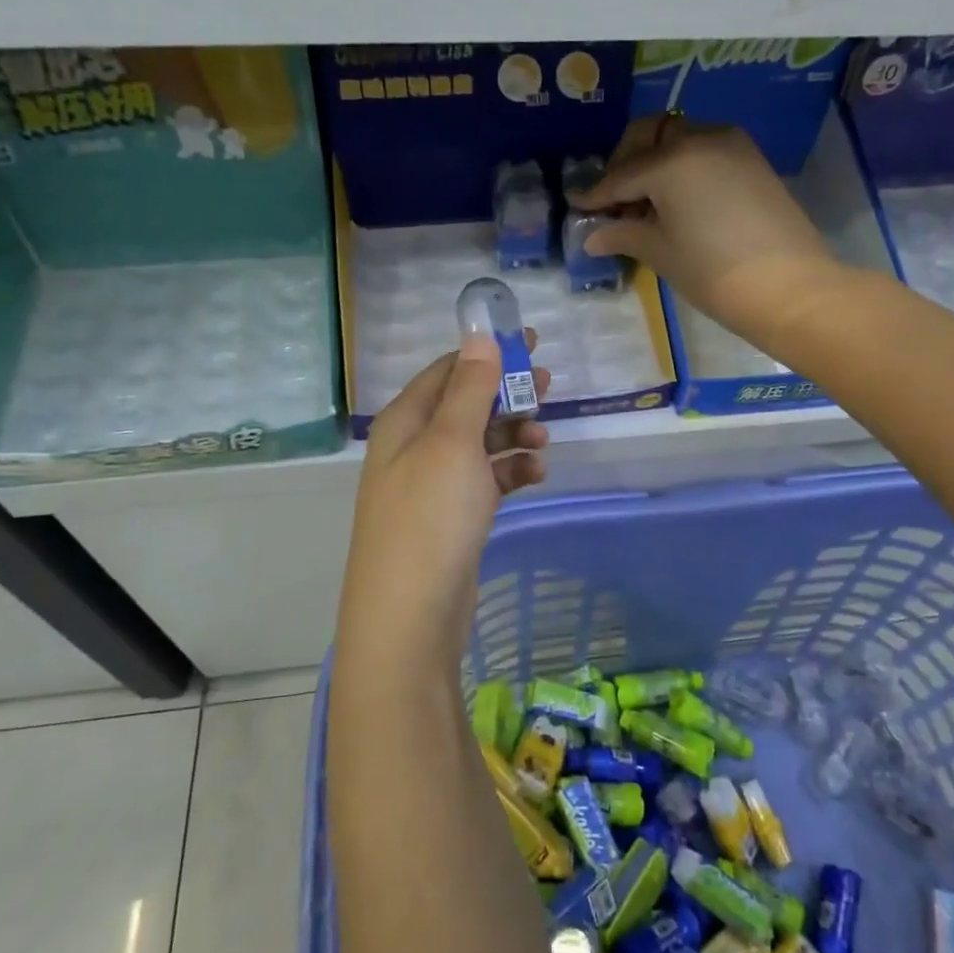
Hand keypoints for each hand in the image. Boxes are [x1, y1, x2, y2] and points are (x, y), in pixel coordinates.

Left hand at [336, 331, 550, 671]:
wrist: (410, 616)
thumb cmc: (430, 518)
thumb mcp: (452, 443)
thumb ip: (469, 388)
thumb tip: (479, 336)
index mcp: (405, 421)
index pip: (448, 370)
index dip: (488, 352)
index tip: (530, 341)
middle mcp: (413, 448)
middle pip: (465, 404)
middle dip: (507, 393)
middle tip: (549, 385)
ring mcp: (431, 486)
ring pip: (478, 444)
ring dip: (512, 434)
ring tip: (544, 439)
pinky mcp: (450, 518)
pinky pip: (484, 480)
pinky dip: (509, 472)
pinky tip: (534, 474)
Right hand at [575, 117, 849, 358]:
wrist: (790, 288)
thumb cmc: (714, 273)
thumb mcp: (661, 253)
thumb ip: (623, 234)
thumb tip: (592, 236)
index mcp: (671, 161)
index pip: (621, 175)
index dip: (596, 194)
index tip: (576, 203)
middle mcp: (700, 138)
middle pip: (650, 138)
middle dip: (625, 163)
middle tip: (614, 200)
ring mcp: (732, 145)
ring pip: (679, 140)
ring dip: (655, 163)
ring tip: (646, 205)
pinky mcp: (753, 160)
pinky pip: (705, 152)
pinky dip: (683, 167)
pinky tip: (678, 202)